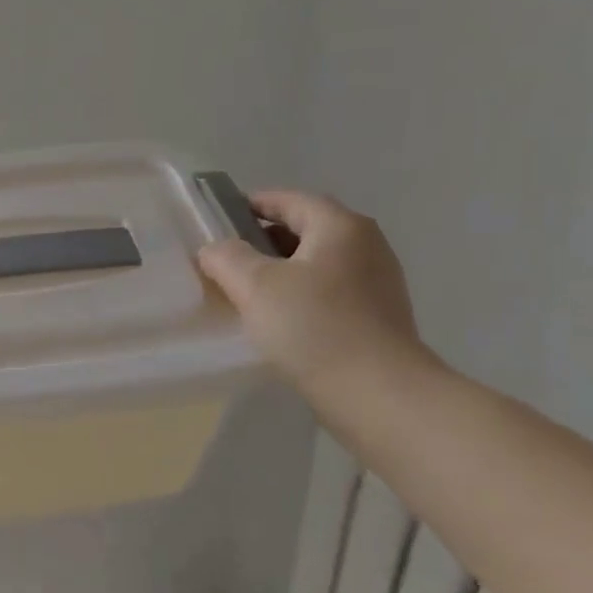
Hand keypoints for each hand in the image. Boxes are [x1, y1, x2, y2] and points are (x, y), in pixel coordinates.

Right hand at [197, 189, 431, 405]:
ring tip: (246, 290)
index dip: (254, 203)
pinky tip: (279, 318)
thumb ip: (227, 258)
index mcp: (340, 226)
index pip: (291, 200)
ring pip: (318, 262)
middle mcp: (366, 245)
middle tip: (227, 258)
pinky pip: (330, 291)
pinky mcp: (378, 316)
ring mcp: (377, 282)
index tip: (221, 217)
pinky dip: (301, 293)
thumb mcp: (256, 286)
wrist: (377, 393)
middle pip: (307, 229)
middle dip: (265, 239)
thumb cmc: (313, 327)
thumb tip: (214, 249)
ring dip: (282, 269)